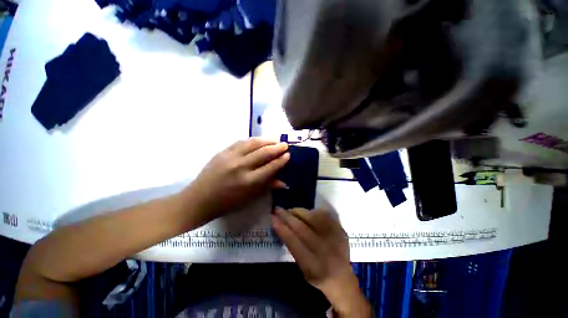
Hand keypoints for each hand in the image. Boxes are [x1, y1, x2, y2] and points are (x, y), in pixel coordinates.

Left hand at [184, 138, 289, 226]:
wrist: (200, 199)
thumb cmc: (228, 203)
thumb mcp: (250, 197)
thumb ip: (267, 186)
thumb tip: (284, 182)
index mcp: (249, 181)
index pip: (271, 167)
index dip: (281, 160)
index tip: (288, 155)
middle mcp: (241, 167)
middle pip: (264, 153)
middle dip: (277, 147)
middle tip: (284, 145)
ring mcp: (230, 157)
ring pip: (253, 143)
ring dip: (266, 140)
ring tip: (274, 140)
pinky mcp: (223, 152)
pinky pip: (241, 142)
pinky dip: (252, 140)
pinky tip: (259, 140)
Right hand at [271, 208, 371, 316]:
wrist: (342, 278)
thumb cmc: (317, 275)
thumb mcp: (302, 269)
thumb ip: (292, 247)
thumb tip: (281, 225)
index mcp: (313, 266)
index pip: (293, 242)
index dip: (282, 228)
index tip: (272, 218)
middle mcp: (325, 251)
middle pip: (302, 228)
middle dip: (287, 216)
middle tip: (278, 209)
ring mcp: (335, 238)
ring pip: (312, 217)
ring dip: (298, 211)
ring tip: (290, 210)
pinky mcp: (340, 230)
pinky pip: (323, 214)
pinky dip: (312, 211)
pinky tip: (305, 213)